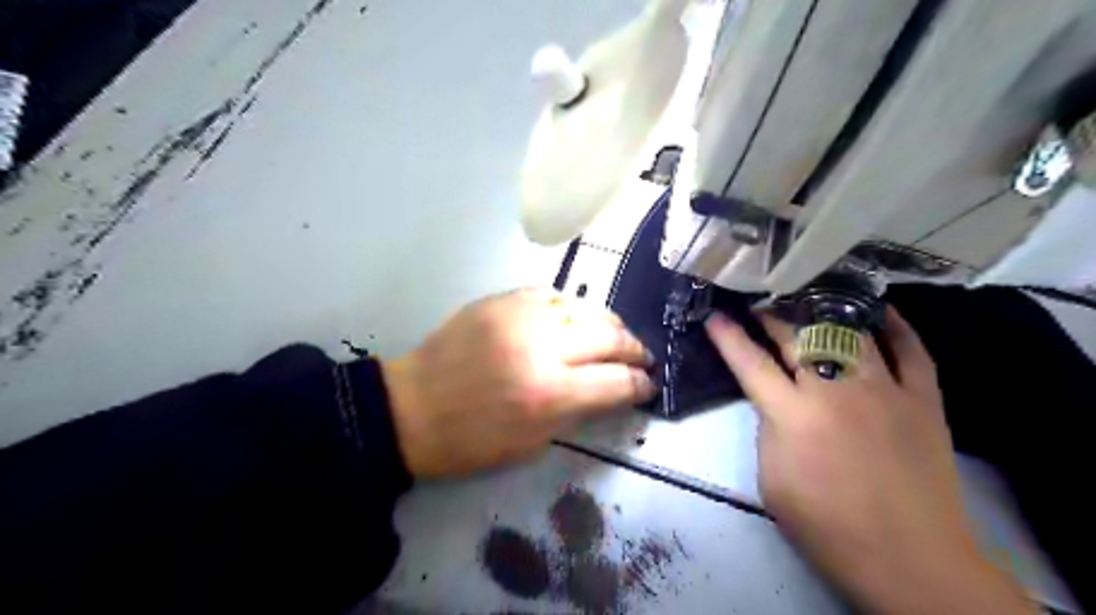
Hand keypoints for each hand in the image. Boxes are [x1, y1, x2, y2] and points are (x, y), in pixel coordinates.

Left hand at [383, 286, 653, 476]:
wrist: (411, 408)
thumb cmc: (470, 440)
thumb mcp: (532, 443)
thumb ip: (578, 412)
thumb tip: (611, 391)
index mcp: (550, 394)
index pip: (617, 382)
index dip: (640, 384)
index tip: (648, 385)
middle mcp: (542, 348)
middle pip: (609, 336)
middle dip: (634, 348)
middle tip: (641, 357)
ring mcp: (520, 316)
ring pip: (584, 307)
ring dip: (606, 324)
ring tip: (612, 336)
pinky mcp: (500, 300)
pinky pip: (550, 295)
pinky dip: (568, 308)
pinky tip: (569, 320)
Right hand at [701, 307, 1038, 614]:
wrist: (911, 561)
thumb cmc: (828, 527)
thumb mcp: (771, 480)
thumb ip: (768, 430)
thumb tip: (775, 402)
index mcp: (793, 416)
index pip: (750, 363)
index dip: (728, 337)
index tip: (714, 316)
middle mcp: (835, 391)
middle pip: (796, 338)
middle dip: (771, 317)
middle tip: (758, 305)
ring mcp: (884, 391)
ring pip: (849, 334)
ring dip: (821, 314)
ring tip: (807, 303)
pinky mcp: (923, 400)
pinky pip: (911, 352)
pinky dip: (896, 327)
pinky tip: (878, 311)